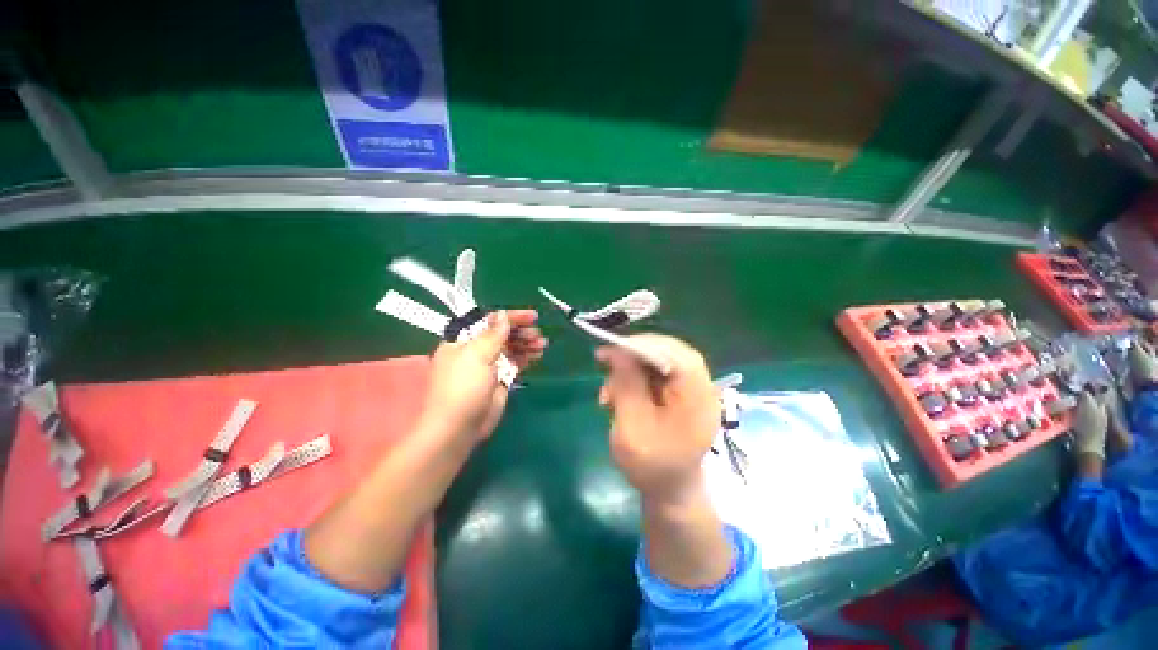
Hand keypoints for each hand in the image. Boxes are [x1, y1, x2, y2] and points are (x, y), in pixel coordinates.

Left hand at [419, 309, 546, 442]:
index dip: (511, 317)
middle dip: (521, 332)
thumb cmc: (463, 387)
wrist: (458, 428)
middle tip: (537, 334)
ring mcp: (488, 366)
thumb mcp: (477, 355)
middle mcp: (475, 350)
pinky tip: (537, 354)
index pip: (489, 321)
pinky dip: (526, 357)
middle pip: (502, 334)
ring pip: (510, 348)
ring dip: (526, 344)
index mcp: (463, 341)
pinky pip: (515, 362)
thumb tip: (502, 314)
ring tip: (542, 344)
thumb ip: (493, 334)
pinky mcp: (499, 380)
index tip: (532, 317)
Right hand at [596, 335, 719, 505]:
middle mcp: (699, 386)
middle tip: (603, 360)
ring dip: (628, 371)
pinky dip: (632, 380)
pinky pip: (653, 374)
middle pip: (666, 353)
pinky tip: (615, 397)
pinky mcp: (678, 393)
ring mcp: (689, 389)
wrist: (669, 491)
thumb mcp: (633, 427)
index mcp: (697, 396)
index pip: (676, 354)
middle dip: (632, 356)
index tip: (613, 348)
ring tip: (607, 394)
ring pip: (656, 361)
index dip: (644, 345)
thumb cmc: (652, 466)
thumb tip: (618, 351)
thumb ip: (627, 386)